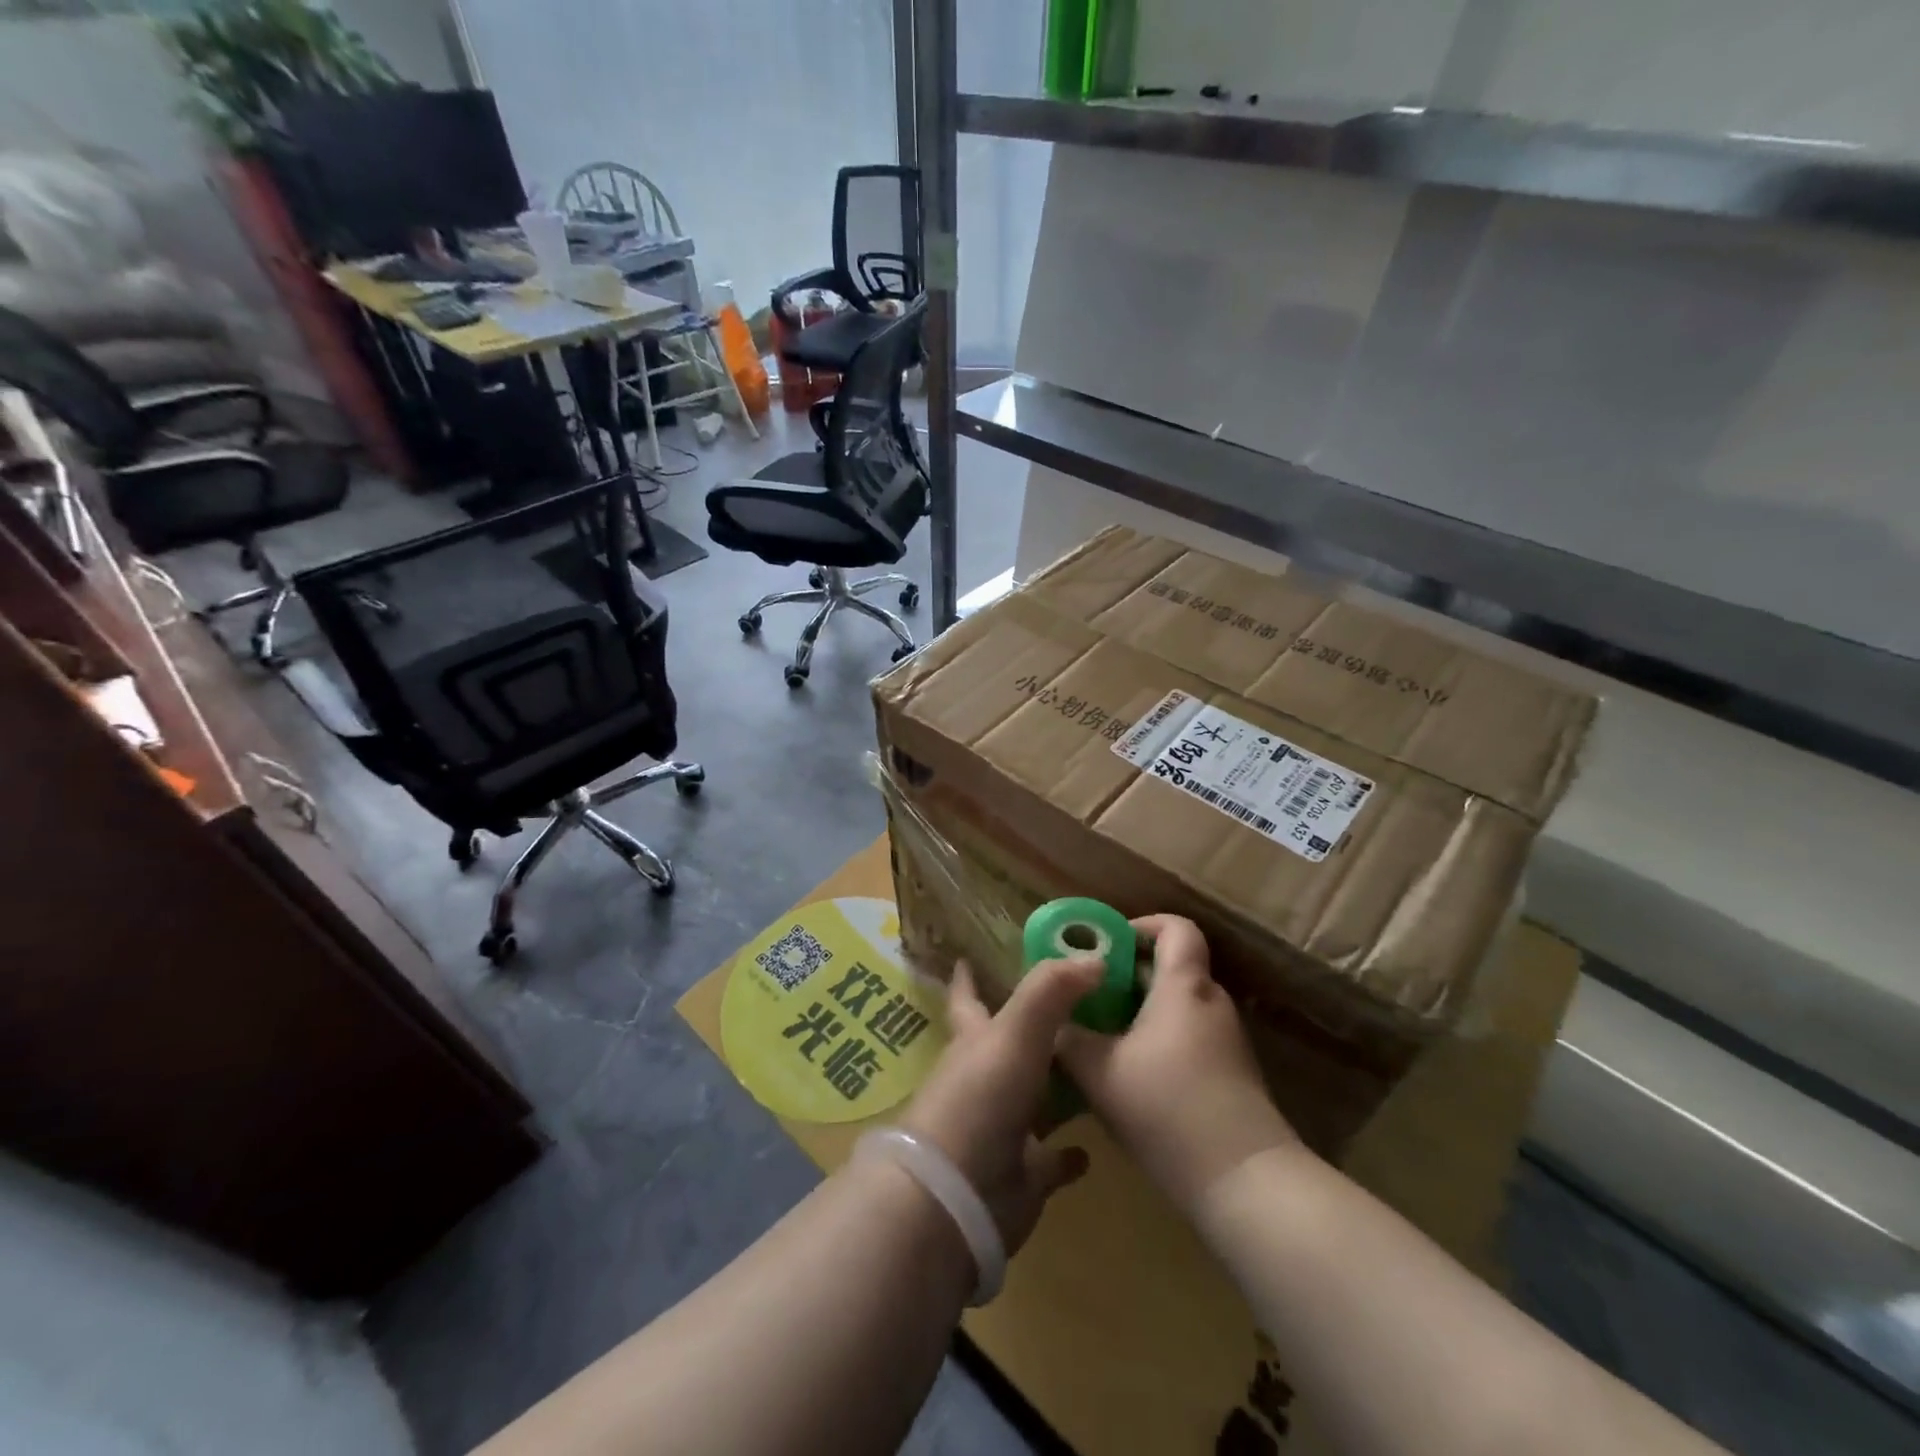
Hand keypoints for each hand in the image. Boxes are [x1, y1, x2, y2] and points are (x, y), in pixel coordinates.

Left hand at [899, 957, 1100, 1253]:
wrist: (956, 1197)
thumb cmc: (980, 1099)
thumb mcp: (1015, 1031)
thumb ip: (1051, 989)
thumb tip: (1095, 956)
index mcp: (975, 1041)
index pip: (967, 998)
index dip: (967, 978)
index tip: (968, 957)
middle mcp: (985, 1079)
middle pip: (1009, 1046)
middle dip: (1034, 1028)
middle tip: (1077, 1008)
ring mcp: (1002, 1128)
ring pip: (1034, 1098)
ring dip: (1058, 1086)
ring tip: (1097, 1066)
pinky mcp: (1022, 1174)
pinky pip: (1051, 1160)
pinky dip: (1067, 1155)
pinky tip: (1090, 1150)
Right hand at [1056, 915, 1298, 1210]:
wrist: (1245, 1182)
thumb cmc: (1167, 1108)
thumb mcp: (1099, 1072)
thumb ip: (1068, 1038)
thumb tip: (1050, 1023)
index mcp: (1183, 986)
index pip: (1176, 928)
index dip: (1141, 925)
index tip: (1106, 946)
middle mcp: (1211, 1003)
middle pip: (1171, 969)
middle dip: (1126, 976)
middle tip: (1086, 997)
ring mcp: (1227, 1041)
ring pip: (1177, 1008)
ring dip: (1139, 1014)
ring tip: (1099, 1039)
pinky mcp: (1232, 1076)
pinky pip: (1188, 1039)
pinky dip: (1158, 1042)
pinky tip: (1129, 1079)